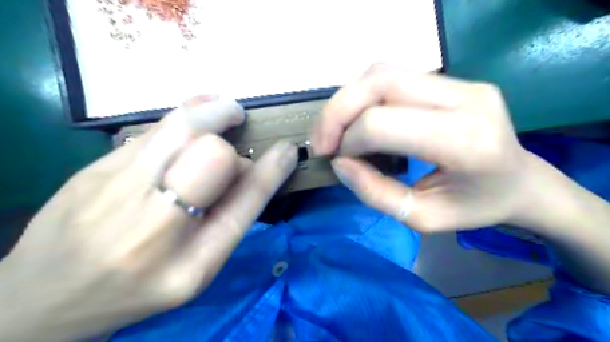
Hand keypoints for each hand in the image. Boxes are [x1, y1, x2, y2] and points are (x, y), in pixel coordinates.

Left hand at [0, 94, 298, 341]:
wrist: (44, 297)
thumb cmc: (137, 289)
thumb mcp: (197, 271)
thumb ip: (227, 220)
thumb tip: (245, 167)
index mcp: (189, 264)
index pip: (242, 204)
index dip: (269, 171)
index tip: (287, 149)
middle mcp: (152, 228)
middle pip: (208, 156)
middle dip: (230, 131)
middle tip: (239, 118)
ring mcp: (113, 194)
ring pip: (175, 130)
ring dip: (209, 111)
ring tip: (225, 107)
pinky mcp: (89, 171)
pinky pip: (149, 131)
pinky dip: (181, 113)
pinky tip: (196, 110)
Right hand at [314, 64, 536, 231]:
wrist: (521, 182)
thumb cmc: (475, 208)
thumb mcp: (421, 218)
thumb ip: (375, 193)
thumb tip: (339, 163)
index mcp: (464, 141)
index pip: (382, 123)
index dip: (348, 141)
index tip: (338, 161)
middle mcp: (465, 98)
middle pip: (379, 83)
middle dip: (337, 112)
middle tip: (322, 142)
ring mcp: (461, 82)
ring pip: (382, 72)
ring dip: (347, 100)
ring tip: (334, 130)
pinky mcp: (453, 79)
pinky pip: (393, 75)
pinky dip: (363, 95)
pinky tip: (357, 118)